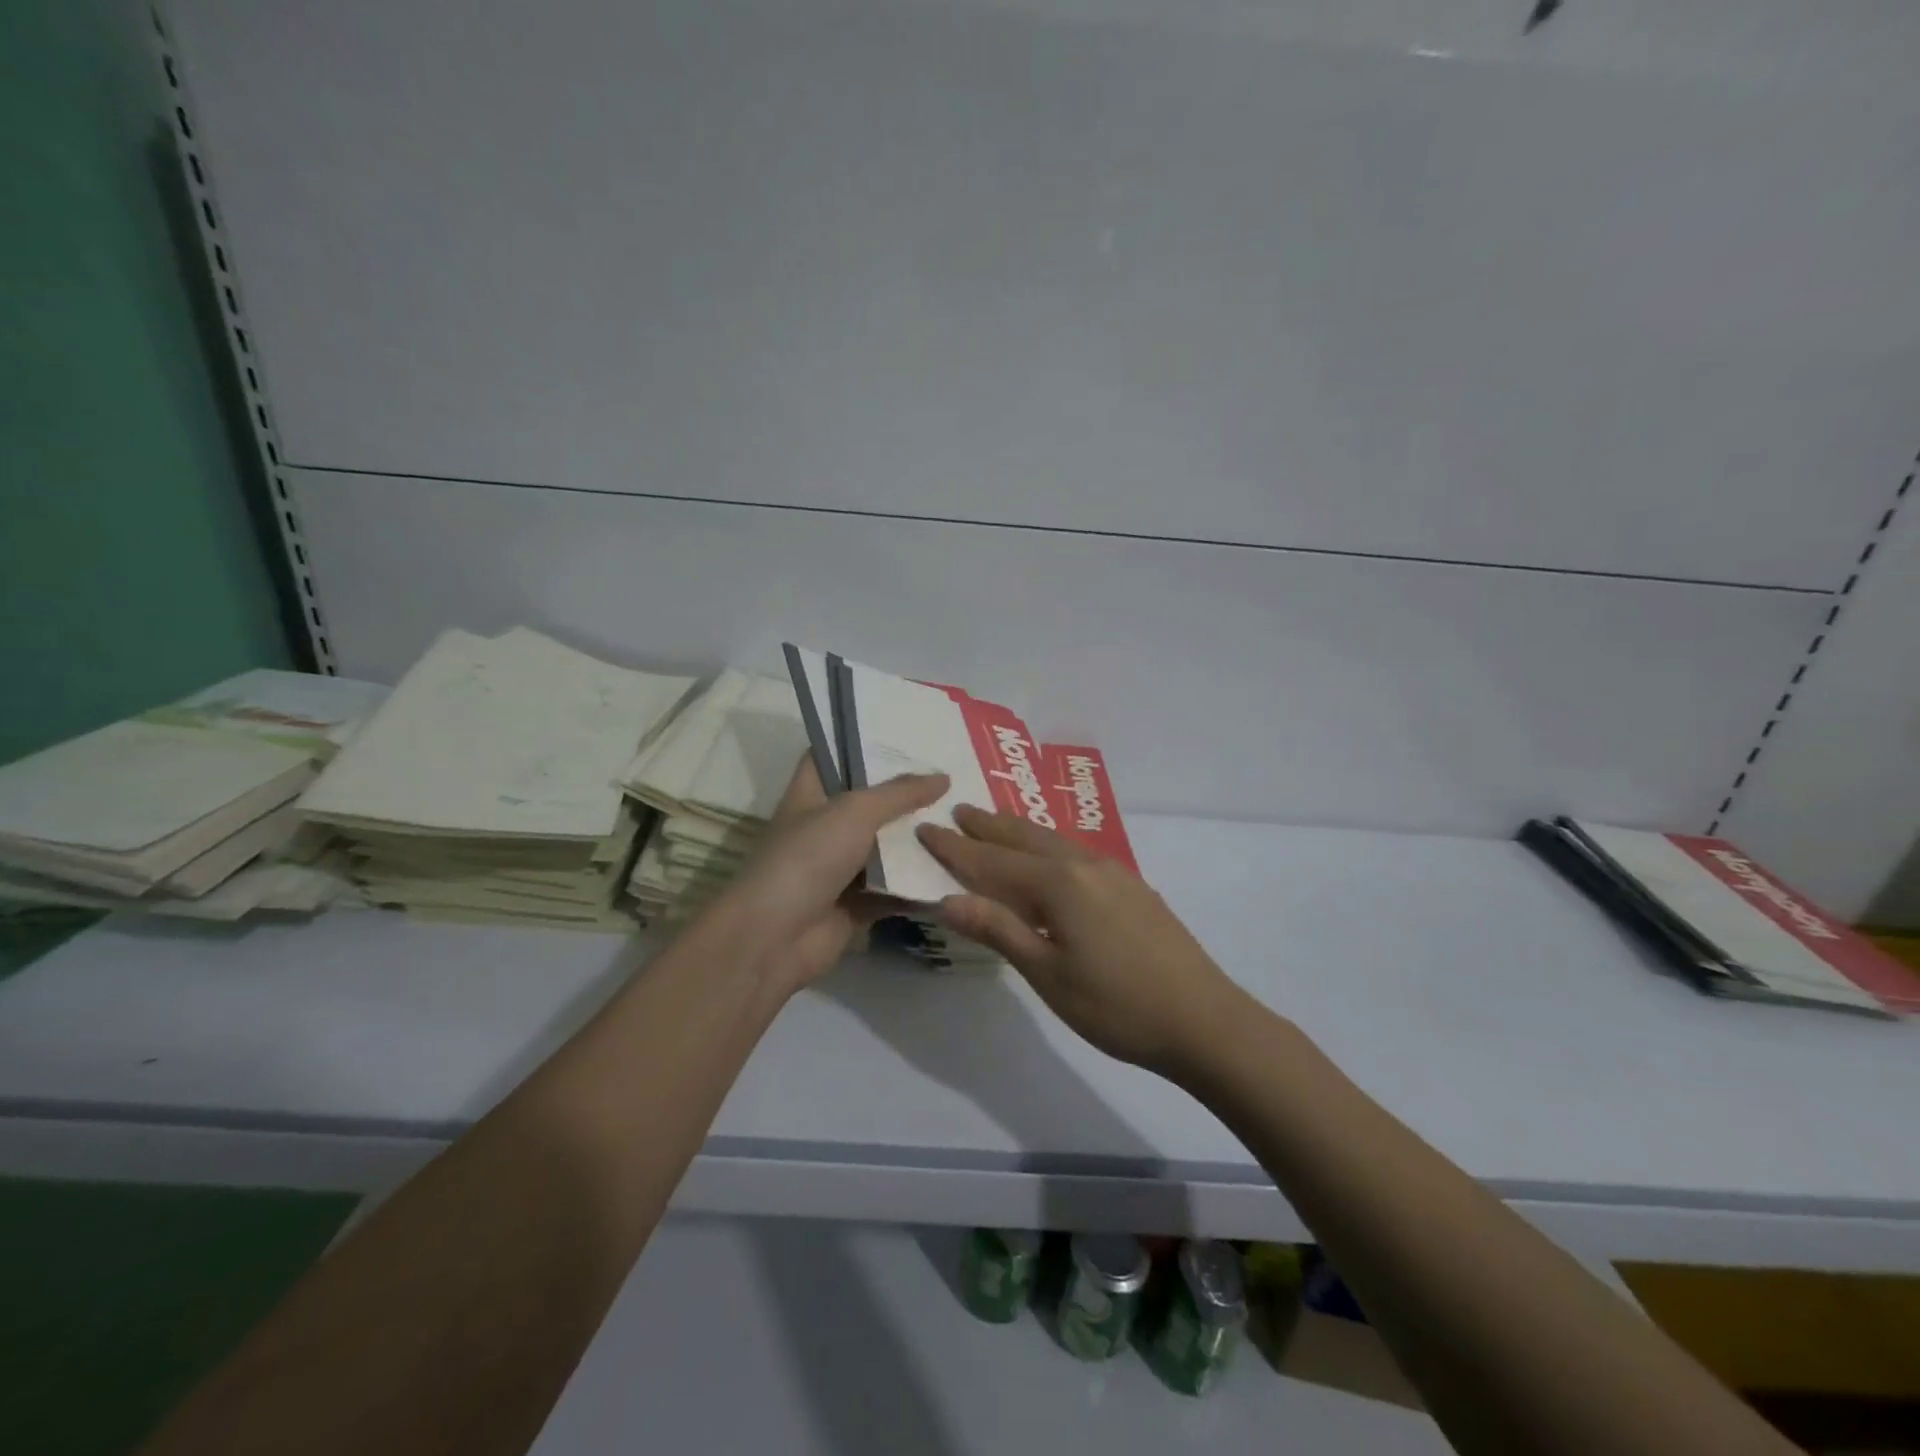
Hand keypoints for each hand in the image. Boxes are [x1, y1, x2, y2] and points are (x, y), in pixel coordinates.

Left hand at [707, 758, 947, 995]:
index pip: (833, 754)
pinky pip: (895, 888)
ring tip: (964, 815)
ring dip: (918, 838)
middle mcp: (825, 826)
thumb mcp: (855, 811)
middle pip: (870, 802)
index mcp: (811, 794)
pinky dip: (920, 883)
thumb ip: (900, 793)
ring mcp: (840, 867)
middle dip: (907, 791)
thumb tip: (942, 777)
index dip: (863, 741)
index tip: (905, 732)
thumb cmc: (807, 858)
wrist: (774, 938)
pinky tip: (959, 868)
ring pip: (886, 847)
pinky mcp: (856, 903)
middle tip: (953, 773)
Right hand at [918, 807, 1248, 1076]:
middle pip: (1026, 838)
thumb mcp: (1048, 974)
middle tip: (959, 812)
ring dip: (1020, 832)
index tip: (926, 829)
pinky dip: (1048, 846)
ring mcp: (1114, 873)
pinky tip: (1051, 859)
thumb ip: (999, 930)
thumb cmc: (1116, 1005)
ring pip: (1054, 841)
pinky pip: (1076, 853)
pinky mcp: (1133, 888)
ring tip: (996, 824)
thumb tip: (947, 899)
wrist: (1204, 1020)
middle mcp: (1085, 865)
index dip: (956, 848)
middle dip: (989, 826)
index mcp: (1059, 883)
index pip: (993, 861)